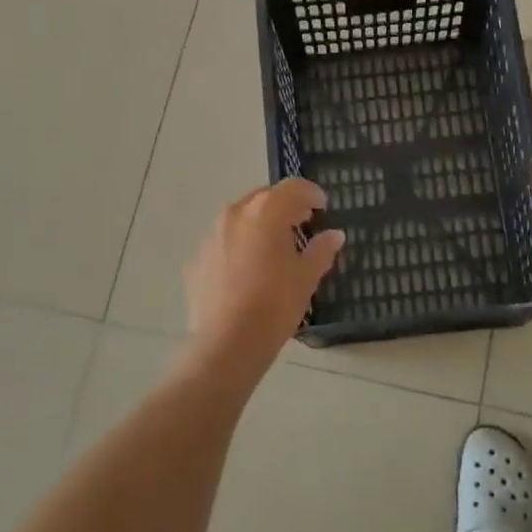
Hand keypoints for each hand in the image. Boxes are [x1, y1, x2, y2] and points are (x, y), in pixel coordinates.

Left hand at [184, 179, 345, 378]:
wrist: (227, 343)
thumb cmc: (275, 304)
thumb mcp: (306, 277)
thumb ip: (322, 250)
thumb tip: (334, 235)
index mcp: (265, 212)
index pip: (293, 188)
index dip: (311, 193)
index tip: (322, 206)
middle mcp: (234, 214)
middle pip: (264, 198)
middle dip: (284, 206)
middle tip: (301, 223)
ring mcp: (211, 236)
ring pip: (240, 219)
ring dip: (259, 225)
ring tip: (274, 247)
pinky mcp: (197, 259)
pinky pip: (223, 243)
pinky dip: (239, 247)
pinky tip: (248, 272)